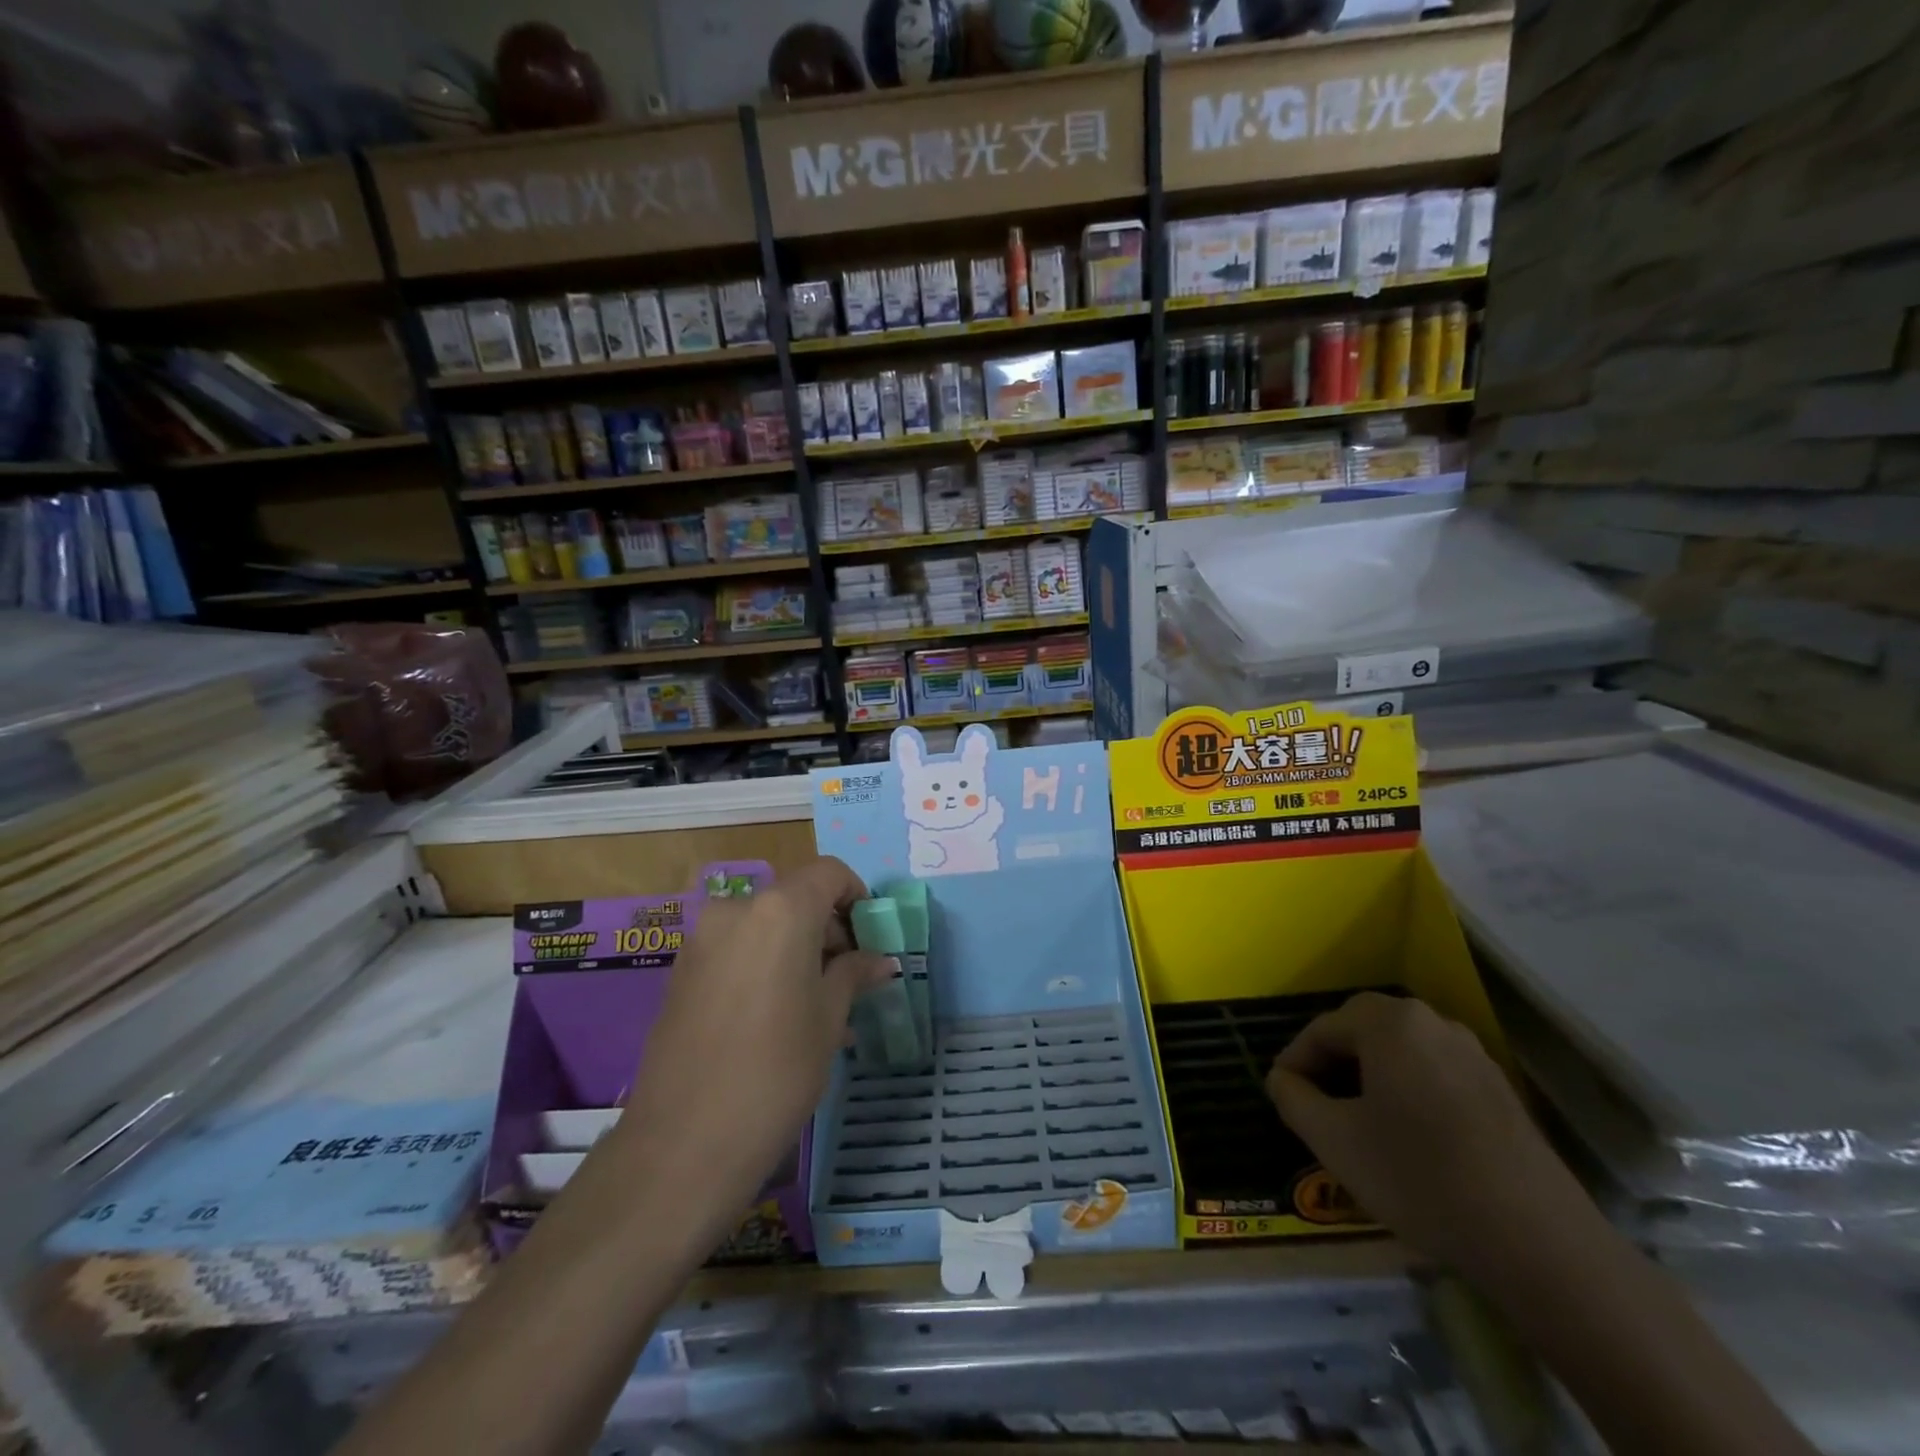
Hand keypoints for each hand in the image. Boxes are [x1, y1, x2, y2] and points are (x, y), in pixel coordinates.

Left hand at [612, 857, 895, 1238]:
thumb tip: (880, 960)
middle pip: (795, 898)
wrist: (683, 1144)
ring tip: (821, 1005)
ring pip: (766, 927)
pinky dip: (766, 965)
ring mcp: (703, 939)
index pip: (830, 874)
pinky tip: (782, 1015)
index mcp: (780, 909)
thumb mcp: (829, 1019)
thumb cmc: (777, 1071)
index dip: (857, 897)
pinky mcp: (682, 971)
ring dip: (798, 951)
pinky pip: (737, 951)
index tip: (872, 938)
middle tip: (851, 978)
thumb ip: (853, 974)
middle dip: (828, 929)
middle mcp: (737, 910)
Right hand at [1266, 992, 1595, 1278]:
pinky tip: (1406, 1134)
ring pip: (1401, 1051)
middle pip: (1363, 1030)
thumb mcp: (1334, 1141)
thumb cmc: (1418, 1177)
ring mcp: (1473, 1054)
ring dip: (1370, 1075)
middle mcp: (1432, 1022)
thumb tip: (1281, 1079)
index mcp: (1389, 1022)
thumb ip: (1293, 1099)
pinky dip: (1408, 1089)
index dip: (1295, 1060)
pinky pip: (1434, 1072)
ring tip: (1355, 1118)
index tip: (1281, 1093)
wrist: (1538, 1242)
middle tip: (1314, 1101)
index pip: (1322, 1028)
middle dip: (1332, 1061)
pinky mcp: (1500, 1089)